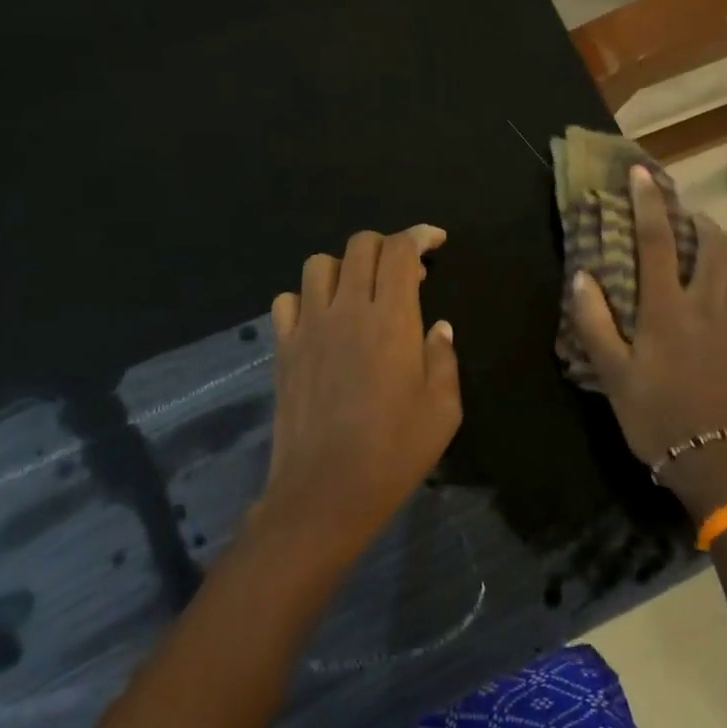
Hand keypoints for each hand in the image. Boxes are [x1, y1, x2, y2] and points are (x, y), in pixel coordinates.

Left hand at [256, 225, 461, 564]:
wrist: (325, 492)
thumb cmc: (394, 452)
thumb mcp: (443, 409)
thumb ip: (443, 358)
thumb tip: (437, 327)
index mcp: (392, 319)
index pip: (400, 250)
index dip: (419, 235)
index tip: (435, 241)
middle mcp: (347, 309)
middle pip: (360, 246)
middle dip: (386, 246)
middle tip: (404, 273)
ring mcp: (309, 327)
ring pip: (319, 265)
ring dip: (344, 268)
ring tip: (360, 293)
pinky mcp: (283, 349)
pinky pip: (286, 301)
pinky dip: (306, 299)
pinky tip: (321, 321)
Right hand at [571, 165, 726, 518]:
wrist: (718, 466)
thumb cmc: (656, 418)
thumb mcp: (613, 375)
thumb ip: (595, 322)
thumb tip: (582, 276)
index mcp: (668, 310)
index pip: (657, 242)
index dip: (649, 203)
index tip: (642, 173)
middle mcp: (712, 307)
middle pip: (716, 246)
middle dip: (702, 226)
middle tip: (688, 228)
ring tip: (714, 271)